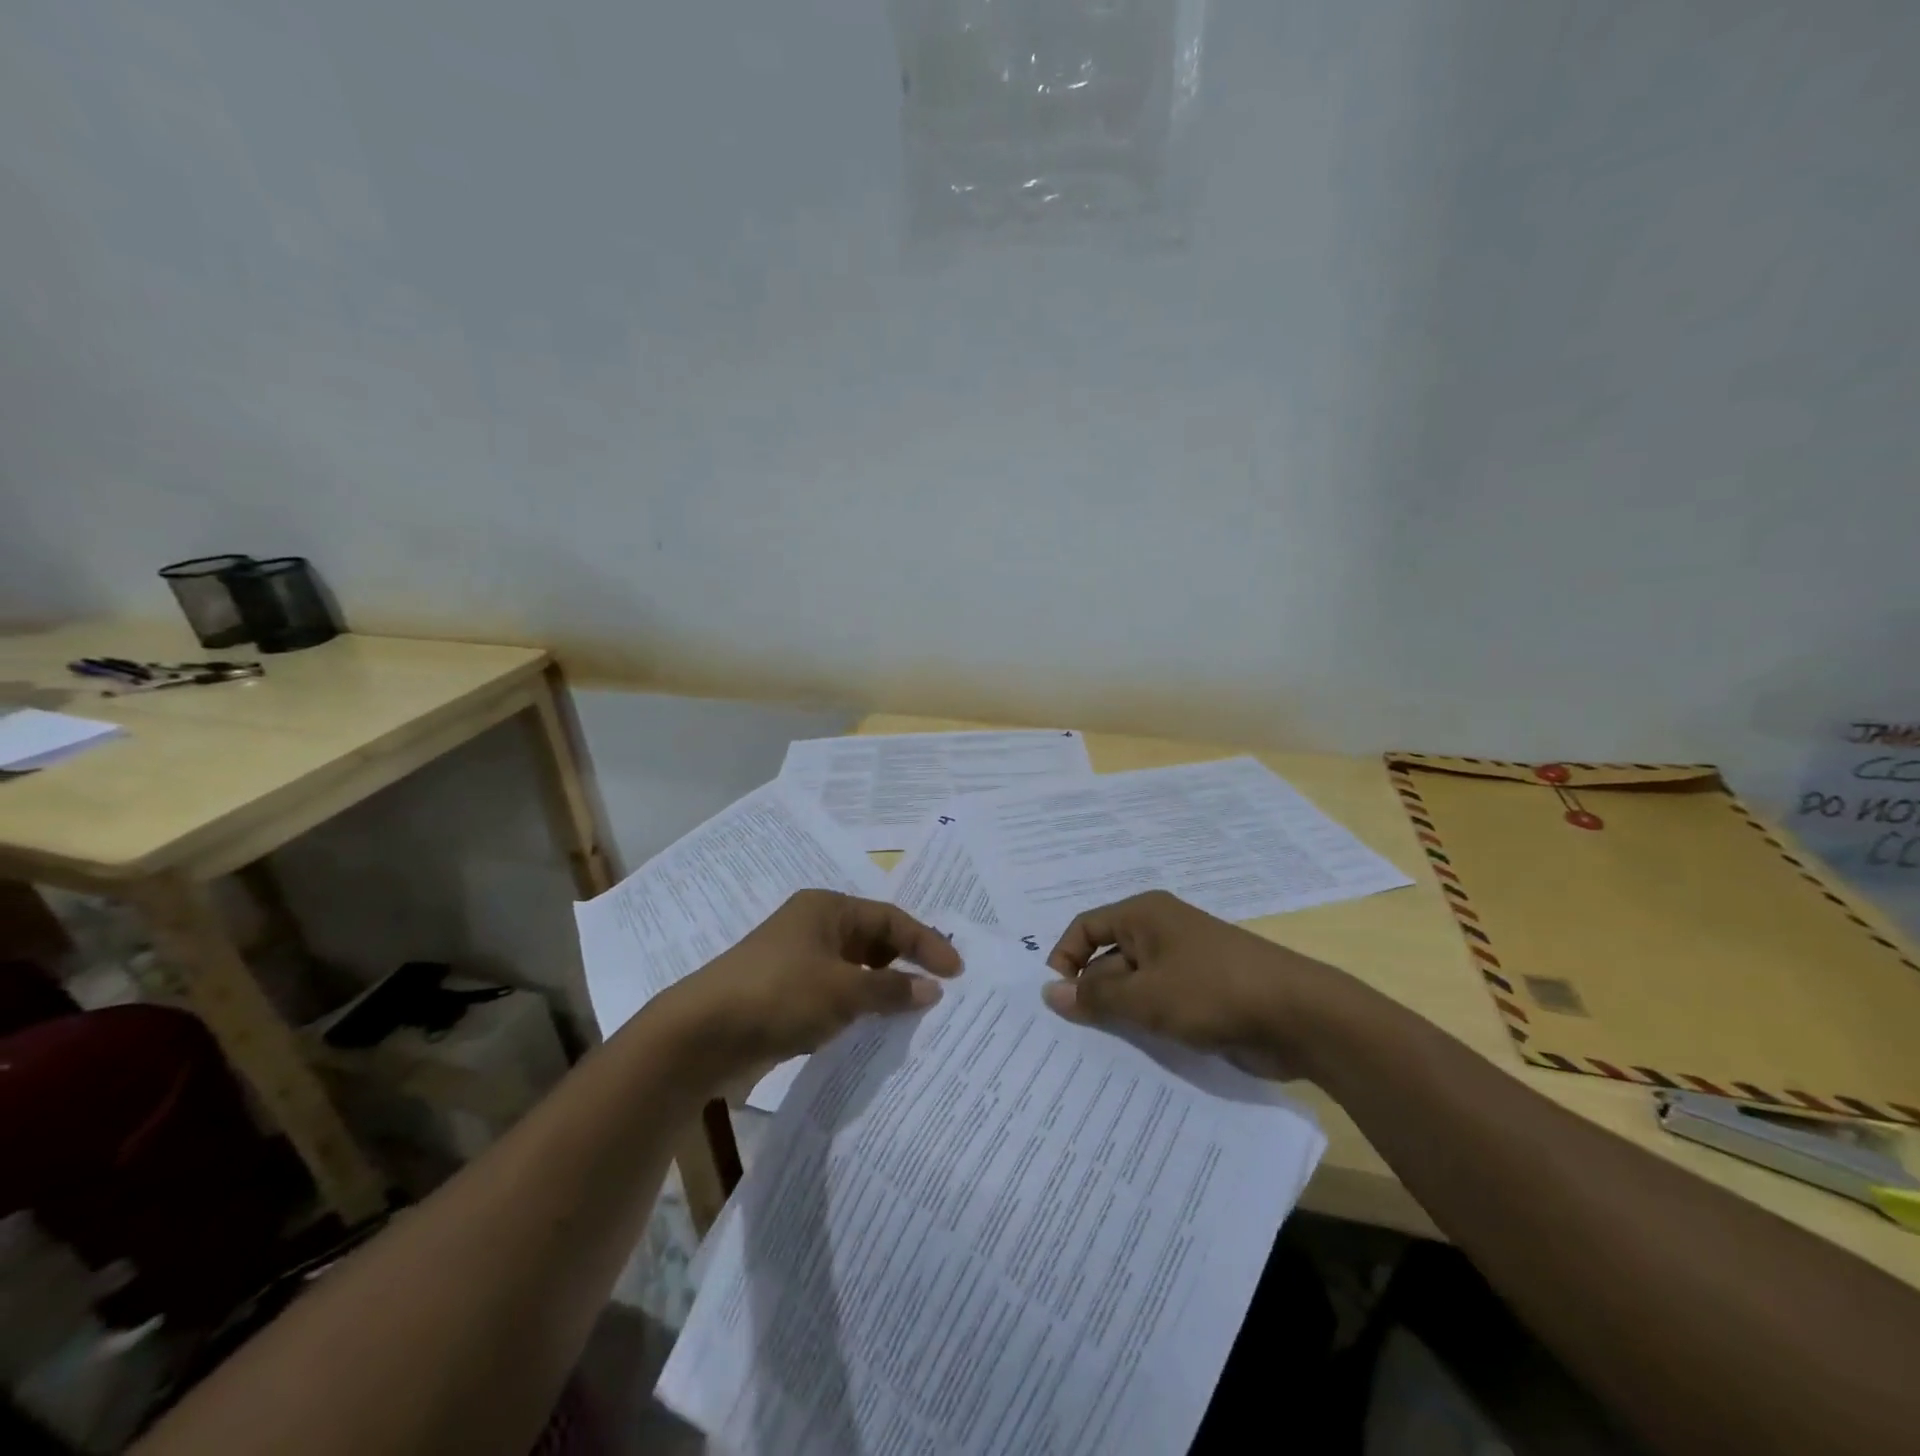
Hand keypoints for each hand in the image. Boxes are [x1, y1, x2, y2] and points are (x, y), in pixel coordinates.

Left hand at [659, 890, 961, 1079]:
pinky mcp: (786, 995)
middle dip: (906, 964)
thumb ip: (890, 988)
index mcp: (827, 909)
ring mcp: (798, 962)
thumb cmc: (778, 995)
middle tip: (940, 990)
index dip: (926, 943)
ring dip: (883, 989)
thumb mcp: (842, 990)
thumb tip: (932, 989)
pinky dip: (858, 1009)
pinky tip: (875, 1031)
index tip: (956, 972)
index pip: (890, 920)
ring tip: (915, 1013)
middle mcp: (814, 927)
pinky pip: (836, 996)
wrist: (700, 1035)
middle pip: (874, 940)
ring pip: (855, 970)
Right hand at [1042, 891, 1349, 1078]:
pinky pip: (1160, 1004)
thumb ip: (1095, 996)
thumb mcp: (1145, 996)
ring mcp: (1183, 963)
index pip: (1085, 927)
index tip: (1055, 1001)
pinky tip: (1133, 1056)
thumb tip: (1049, 992)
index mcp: (1144, 915)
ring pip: (1134, 986)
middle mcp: (1160, 932)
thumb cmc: (1212, 992)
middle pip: (1107, 958)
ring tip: (1096, 1052)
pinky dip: (1145, 1025)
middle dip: (1090, 994)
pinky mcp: (1202, 994)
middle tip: (1069, 1037)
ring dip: (1118, 1014)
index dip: (1064, 959)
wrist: (1299, 1016)